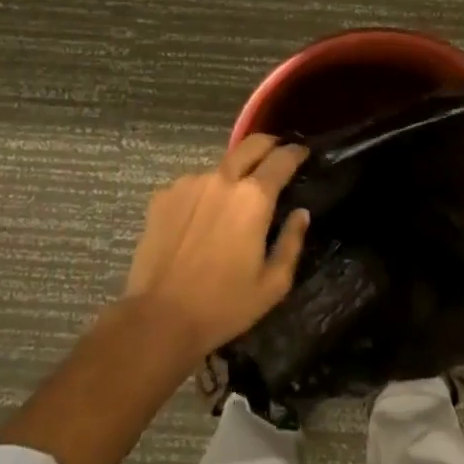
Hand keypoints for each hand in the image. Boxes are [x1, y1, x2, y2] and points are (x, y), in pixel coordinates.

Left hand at [123, 134, 311, 359]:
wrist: (159, 318)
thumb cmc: (224, 305)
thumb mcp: (273, 284)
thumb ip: (292, 242)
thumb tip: (301, 213)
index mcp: (253, 198)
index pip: (282, 158)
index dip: (296, 152)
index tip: (303, 153)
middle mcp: (222, 179)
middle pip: (250, 145)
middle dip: (268, 144)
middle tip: (275, 154)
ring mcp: (189, 183)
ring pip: (220, 168)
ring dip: (232, 176)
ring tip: (231, 202)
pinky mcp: (163, 195)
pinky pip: (193, 185)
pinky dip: (204, 194)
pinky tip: (200, 220)